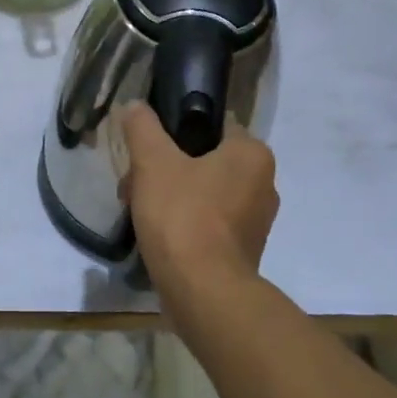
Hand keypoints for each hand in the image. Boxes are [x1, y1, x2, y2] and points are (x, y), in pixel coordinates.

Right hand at [119, 102, 278, 311]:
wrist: (202, 291)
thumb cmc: (183, 215)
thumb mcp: (153, 162)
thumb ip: (142, 128)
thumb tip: (135, 105)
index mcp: (252, 155)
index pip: (213, 126)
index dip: (174, 133)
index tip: (146, 150)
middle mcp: (264, 185)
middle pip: (203, 162)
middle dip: (164, 170)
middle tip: (132, 184)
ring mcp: (255, 222)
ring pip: (203, 194)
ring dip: (169, 197)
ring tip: (136, 211)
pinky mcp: (242, 252)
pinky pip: (208, 224)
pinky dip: (182, 224)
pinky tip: (155, 235)